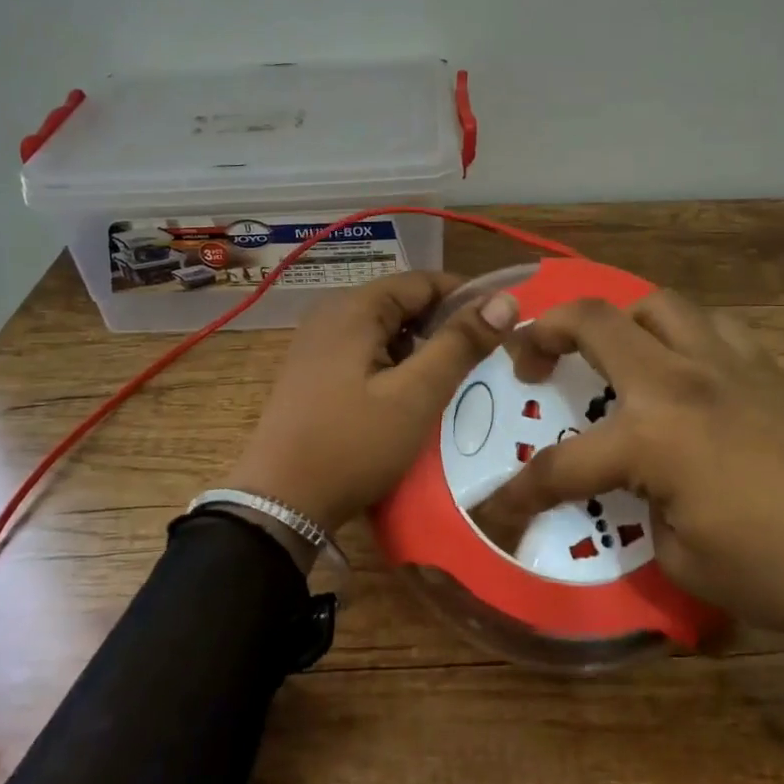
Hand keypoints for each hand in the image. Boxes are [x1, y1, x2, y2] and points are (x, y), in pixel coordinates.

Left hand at [226, 271, 519, 542]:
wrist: (280, 502)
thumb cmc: (353, 444)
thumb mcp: (416, 395)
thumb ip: (460, 344)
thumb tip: (503, 299)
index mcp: (354, 308)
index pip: (423, 280)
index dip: (467, 297)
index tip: (503, 325)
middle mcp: (332, 315)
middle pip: (402, 303)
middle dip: (445, 325)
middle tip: (484, 356)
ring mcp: (318, 344)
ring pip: (385, 331)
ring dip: (421, 348)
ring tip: (455, 378)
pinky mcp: (313, 373)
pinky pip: (366, 353)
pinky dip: (395, 365)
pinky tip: (412, 396)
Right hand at [471, 292, 783, 697]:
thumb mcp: (685, 562)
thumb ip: (643, 512)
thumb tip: (639, 490)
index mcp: (653, 437)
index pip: (561, 465)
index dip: (517, 494)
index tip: (492, 511)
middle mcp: (680, 382)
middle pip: (594, 319)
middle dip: (544, 331)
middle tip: (529, 360)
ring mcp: (727, 364)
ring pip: (656, 304)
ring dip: (619, 321)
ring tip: (612, 356)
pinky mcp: (768, 367)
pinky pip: (709, 328)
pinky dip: (680, 336)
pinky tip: (684, 372)